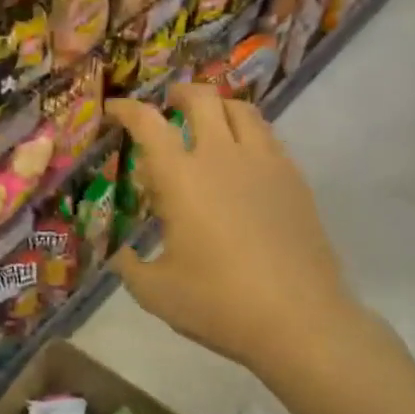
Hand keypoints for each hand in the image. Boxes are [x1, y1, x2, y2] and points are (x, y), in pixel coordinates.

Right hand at [108, 85, 368, 388]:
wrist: (301, 320)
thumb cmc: (219, 303)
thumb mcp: (155, 292)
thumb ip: (128, 266)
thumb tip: (118, 254)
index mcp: (181, 177)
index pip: (148, 123)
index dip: (126, 109)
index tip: (113, 110)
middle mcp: (222, 157)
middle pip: (202, 98)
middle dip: (179, 93)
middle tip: (167, 105)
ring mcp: (264, 164)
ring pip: (242, 110)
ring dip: (218, 106)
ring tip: (208, 123)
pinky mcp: (294, 180)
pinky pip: (268, 136)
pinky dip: (247, 132)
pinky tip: (242, 160)